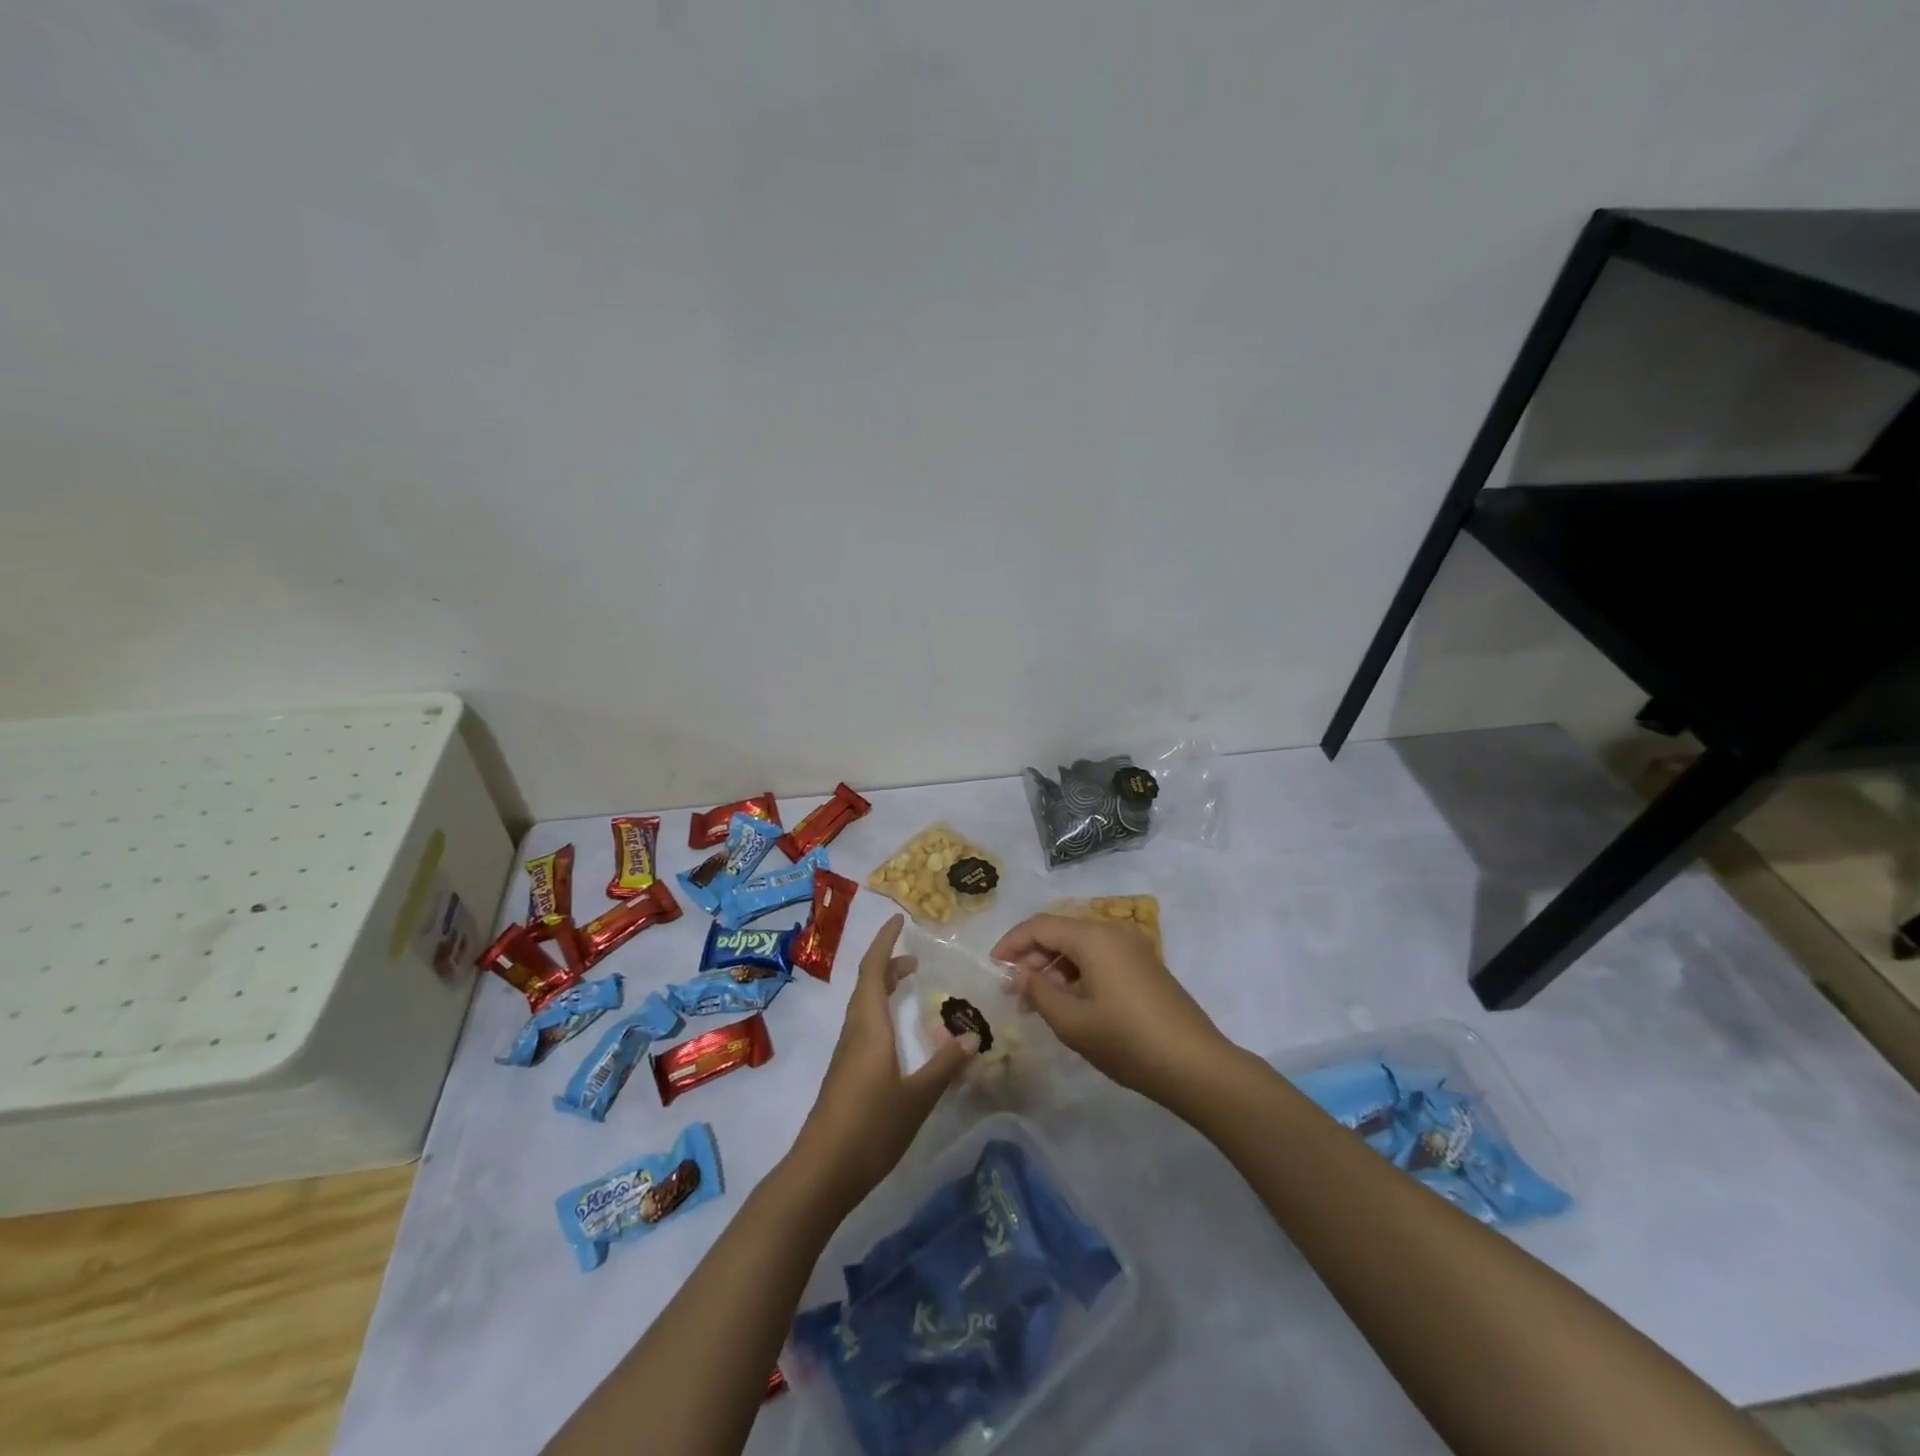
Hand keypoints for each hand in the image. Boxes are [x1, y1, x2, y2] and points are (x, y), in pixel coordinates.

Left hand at [791, 914, 976, 1209]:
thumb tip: (973, 1035)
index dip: (885, 942)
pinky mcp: (845, 1073)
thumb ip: (945, 1065)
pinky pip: (864, 1025)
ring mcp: (847, 1054)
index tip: (899, 920)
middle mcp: (854, 1031)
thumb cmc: (870, 1127)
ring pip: (864, 1005)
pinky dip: (881, 1011)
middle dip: (888, 962)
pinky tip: (897, 1033)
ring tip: (909, 983)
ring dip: (883, 986)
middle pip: (866, 984)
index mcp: (869, 1026)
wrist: (822, 1172)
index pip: (873, 970)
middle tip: (915, 955)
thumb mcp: (917, 1097)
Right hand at [990, 914, 1230, 1109]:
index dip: (1011, 944)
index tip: (993, 969)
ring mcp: (1132, 947)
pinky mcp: (1144, 966)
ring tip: (1039, 1005)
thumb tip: (1020, 975)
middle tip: (1015, 994)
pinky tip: (1069, 1005)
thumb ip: (1038, 992)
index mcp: (1093, 937)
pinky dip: (1077, 974)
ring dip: (1054, 969)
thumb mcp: (1072, 1022)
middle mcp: (1113, 931)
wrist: (1195, 1065)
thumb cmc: (1127, 1041)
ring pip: (1079, 947)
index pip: (1039, 926)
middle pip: (1060, 933)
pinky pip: (1099, 958)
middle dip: (1032, 958)